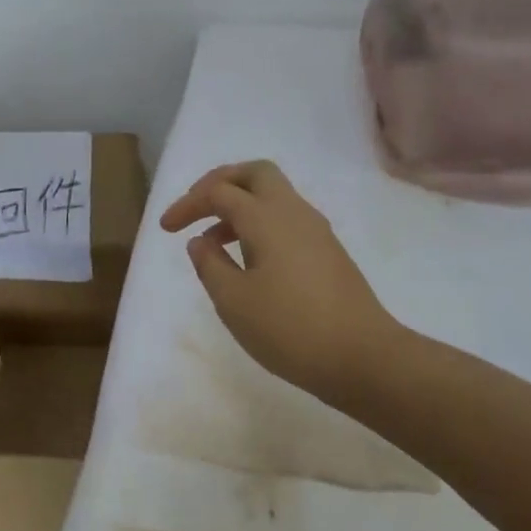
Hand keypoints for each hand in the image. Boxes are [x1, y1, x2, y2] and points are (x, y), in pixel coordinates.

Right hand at [161, 160, 401, 404]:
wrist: (364, 358)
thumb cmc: (291, 329)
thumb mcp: (234, 302)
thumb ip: (210, 265)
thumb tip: (200, 241)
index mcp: (266, 217)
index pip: (219, 191)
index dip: (187, 204)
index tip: (165, 229)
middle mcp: (293, 212)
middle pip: (254, 173)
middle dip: (220, 182)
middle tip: (197, 207)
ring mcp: (315, 230)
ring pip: (273, 195)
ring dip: (240, 206)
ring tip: (214, 242)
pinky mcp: (327, 251)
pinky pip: (286, 218)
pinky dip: (259, 224)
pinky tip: (248, 259)